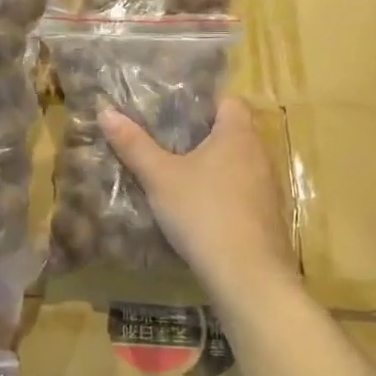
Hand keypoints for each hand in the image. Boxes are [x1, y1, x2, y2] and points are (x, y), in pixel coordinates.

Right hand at [99, 96, 296, 299]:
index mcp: (237, 134)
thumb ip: (134, 144)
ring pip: (239, 165)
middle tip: (169, 146)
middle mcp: (259, 154)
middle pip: (234, 133)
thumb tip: (106, 111)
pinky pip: (244, 193)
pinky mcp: (269, 216)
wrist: (247, 273)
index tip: (176, 116)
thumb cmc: (202, 211)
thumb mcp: (160, 177)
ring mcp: (269, 187)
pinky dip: (225, 195)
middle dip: (204, 137)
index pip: (229, 102)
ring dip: (215, 169)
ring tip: (181, 178)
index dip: (204, 104)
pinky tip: (201, 212)